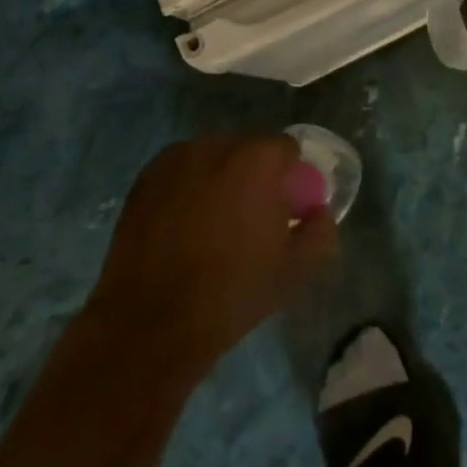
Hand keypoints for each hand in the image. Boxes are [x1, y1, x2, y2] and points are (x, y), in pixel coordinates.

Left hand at [89, 134, 338, 372]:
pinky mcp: (147, 175)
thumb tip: (319, 213)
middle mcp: (217, 145)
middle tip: (249, 217)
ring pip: (212, 157)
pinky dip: (188, 187)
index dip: (289, 178)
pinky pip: (181, 170)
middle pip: (248, 148)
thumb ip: (320, 233)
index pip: (286, 149)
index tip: (283, 210)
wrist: (151, 321)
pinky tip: (182, 224)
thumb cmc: (231, 294)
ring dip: (219, 178)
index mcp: (258, 160)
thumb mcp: (293, 272)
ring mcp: (177, 158)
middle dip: (254, 175)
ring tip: (211, 223)